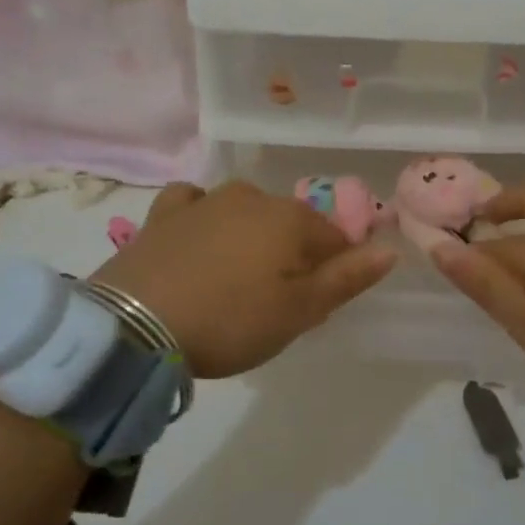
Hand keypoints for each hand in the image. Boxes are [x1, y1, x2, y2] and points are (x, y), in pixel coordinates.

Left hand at [92, 180, 395, 377]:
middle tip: (273, 303)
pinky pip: (193, 204)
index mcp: (292, 219)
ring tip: (235, 281)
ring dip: (251, 239)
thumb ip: (347, 278)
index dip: (333, 272)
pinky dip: (203, 218)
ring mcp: (204, 201)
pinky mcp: (163, 214)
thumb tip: (389, 250)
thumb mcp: (299, 312)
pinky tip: (197, 238)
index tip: (314, 307)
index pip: (335, 239)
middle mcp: (252, 197)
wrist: (134, 326)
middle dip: (292, 257)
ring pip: (246, 213)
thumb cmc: (230, 321)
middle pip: (291, 226)